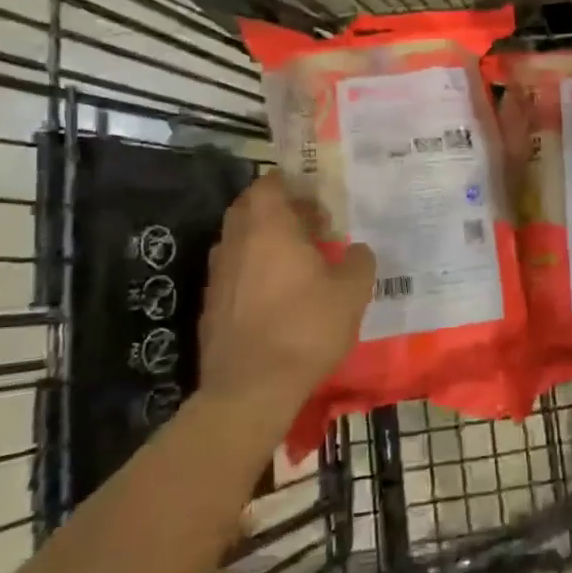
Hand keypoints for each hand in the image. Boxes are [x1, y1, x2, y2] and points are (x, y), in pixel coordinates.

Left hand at [195, 172, 375, 423]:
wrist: (251, 389)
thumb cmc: (306, 328)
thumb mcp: (352, 292)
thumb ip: (359, 262)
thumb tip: (358, 250)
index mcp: (268, 228)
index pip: (268, 184)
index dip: (290, 183)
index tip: (314, 194)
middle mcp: (236, 243)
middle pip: (249, 210)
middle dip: (277, 211)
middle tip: (310, 224)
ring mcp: (218, 275)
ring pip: (239, 242)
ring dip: (264, 242)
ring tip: (298, 260)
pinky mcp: (211, 307)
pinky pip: (234, 274)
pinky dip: (254, 273)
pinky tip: (278, 296)